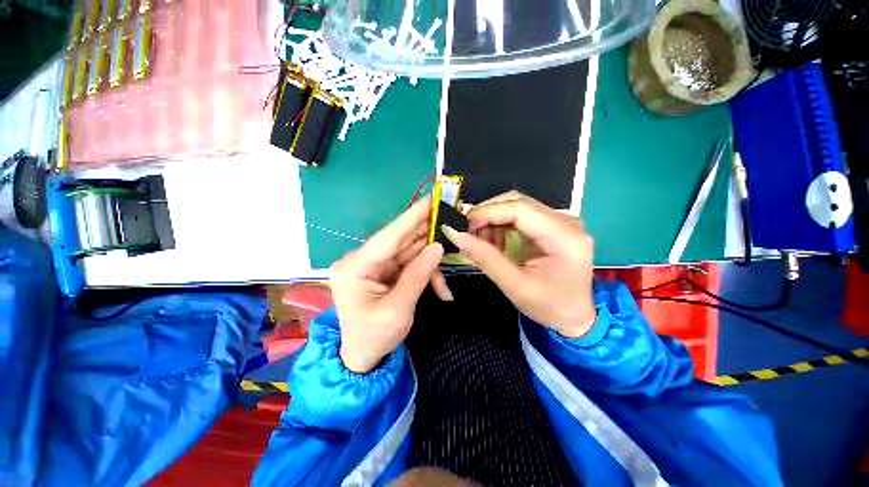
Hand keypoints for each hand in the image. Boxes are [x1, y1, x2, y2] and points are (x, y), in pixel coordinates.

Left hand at [331, 196, 450, 372]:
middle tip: (450, 220)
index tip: (431, 199)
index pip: (388, 236)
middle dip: (426, 233)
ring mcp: (373, 265)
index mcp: (355, 267)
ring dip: (430, 258)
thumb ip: (418, 275)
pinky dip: (426, 272)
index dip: (411, 216)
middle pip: (399, 240)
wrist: (362, 357)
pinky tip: (441, 288)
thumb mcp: (399, 310)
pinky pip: (408, 264)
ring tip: (451, 255)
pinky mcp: (383, 271)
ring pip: (408, 252)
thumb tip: (437, 247)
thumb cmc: (374, 337)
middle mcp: (361, 260)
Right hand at [443, 192, 595, 337]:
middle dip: (488, 214)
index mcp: (565, 238)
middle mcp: (567, 222)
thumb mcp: (514, 286)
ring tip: (482, 242)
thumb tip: (456, 235)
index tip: (464, 225)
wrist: (574, 316)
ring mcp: (562, 222)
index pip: (521, 209)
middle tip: (469, 233)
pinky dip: (502, 225)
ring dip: (494, 220)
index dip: (488, 211)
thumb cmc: (548, 306)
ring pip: (518, 206)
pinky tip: (495, 242)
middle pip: (519, 202)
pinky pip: (522, 216)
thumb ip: (485, 258)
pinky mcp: (553, 226)